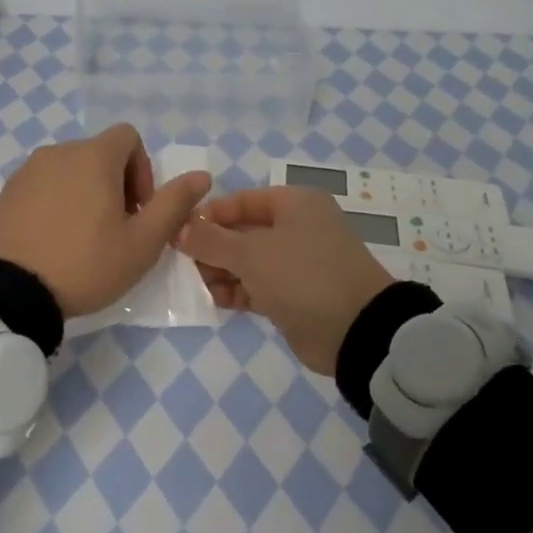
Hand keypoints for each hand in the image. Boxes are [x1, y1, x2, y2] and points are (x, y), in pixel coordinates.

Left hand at [0, 123, 212, 318]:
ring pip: (70, 170)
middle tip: (117, 230)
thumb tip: (202, 176)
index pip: (129, 137)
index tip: (138, 210)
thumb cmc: (86, 264)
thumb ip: (174, 204)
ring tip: (85, 239)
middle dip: (117, 185)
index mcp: (94, 157)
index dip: (143, 170)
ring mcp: (27, 172)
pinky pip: (43, 186)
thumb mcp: (142, 242)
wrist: (9, 293)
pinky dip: (57, 203)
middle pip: (99, 154)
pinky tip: (55, 241)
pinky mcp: (6, 193)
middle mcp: (58, 152)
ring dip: (86, 194)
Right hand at [177, 187, 394, 375]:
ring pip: (247, 261)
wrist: (355, 331)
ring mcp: (296, 263)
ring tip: (193, 284)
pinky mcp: (294, 295)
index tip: (177, 232)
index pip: (241, 201)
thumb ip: (210, 240)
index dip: (209, 215)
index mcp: (294, 204)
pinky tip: (211, 299)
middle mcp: (297, 228)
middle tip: (180, 263)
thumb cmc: (302, 275)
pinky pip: (256, 286)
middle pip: (242, 231)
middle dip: (211, 246)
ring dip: (220, 271)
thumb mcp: (250, 253)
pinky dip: (235, 290)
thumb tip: (179, 228)